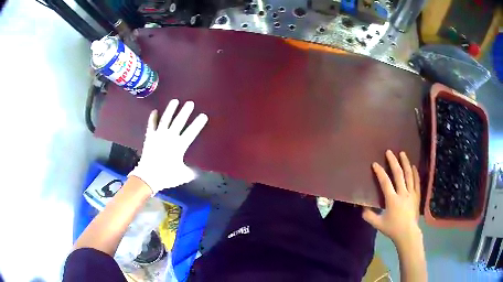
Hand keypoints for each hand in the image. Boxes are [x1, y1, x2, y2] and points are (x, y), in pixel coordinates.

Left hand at [129, 99, 207, 193]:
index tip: (203, 115)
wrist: (148, 177)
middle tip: (190, 103)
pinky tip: (155, 111)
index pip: (191, 132)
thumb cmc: (166, 176)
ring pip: (166, 120)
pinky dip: (153, 118)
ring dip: (170, 110)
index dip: (198, 124)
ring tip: (175, 101)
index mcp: (179, 146)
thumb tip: (198, 171)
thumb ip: (192, 172)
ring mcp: (158, 135)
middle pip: (179, 122)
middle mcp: (169, 137)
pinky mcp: (149, 137)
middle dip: (185, 112)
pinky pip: (151, 125)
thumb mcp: (183, 175)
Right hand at [362, 150, 421, 246]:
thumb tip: (362, 208)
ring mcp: (411, 194)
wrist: (408, 234)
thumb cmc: (393, 229)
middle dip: (393, 162)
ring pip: (409, 175)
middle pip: (398, 174)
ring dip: (405, 163)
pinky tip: (413, 166)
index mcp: (392, 200)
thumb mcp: (378, 224)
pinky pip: (417, 182)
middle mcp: (402, 193)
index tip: (375, 164)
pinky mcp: (417, 196)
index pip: (385, 182)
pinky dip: (415, 173)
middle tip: (389, 152)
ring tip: (402, 153)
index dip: (380, 172)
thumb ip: (369, 216)